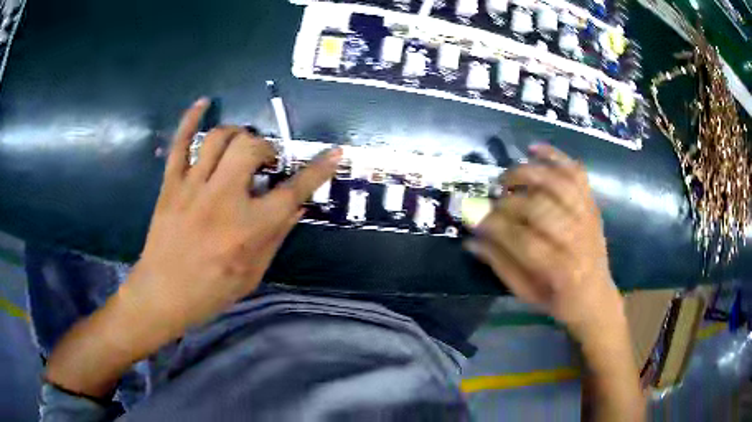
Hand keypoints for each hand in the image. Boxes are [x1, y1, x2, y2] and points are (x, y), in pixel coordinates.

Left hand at [122, 98, 341, 340]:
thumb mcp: (253, 273)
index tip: (335, 153)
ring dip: (239, 135)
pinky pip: (180, 142)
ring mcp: (192, 187)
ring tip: (241, 148)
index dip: (317, 171)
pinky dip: (191, 119)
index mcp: (248, 229)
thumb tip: (297, 206)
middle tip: (265, 164)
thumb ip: (276, 236)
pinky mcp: (171, 184)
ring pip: (219, 138)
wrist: (162, 294)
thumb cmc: (211, 292)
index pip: (292, 191)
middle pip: (251, 148)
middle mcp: (222, 199)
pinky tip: (204, 103)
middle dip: (266, 149)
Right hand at [466, 144, 622, 340]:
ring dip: (528, 173)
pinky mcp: (592, 203)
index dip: (496, 226)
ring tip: (507, 177)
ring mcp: (588, 217)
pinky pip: (575, 172)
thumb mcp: (526, 293)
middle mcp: (578, 239)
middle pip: (540, 208)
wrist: (595, 296)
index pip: (523, 240)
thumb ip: (500, 264)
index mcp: (560, 270)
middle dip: (509, 201)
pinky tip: (533, 149)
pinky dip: (555, 155)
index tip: (475, 220)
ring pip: (558, 183)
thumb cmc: (558, 300)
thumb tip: (472, 239)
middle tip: (492, 200)